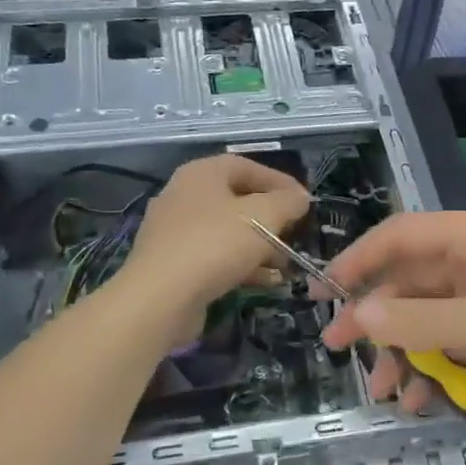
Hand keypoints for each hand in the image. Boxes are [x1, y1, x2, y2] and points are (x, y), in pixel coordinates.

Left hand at [117, 154, 310, 340]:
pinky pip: (214, 257)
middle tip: (294, 233)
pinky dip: (241, 266)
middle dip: (271, 219)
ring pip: (227, 232)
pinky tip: (266, 282)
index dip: (280, 181)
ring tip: (285, 264)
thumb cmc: (215, 244)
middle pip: (237, 200)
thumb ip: (288, 202)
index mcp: (201, 174)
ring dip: (260, 247)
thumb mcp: (264, 216)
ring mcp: (175, 232)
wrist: (160, 298)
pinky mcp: (173, 264)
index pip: (247, 166)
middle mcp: (183, 196)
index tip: (304, 202)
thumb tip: (300, 198)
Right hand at [318, 209, 465, 437]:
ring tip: (386, 394)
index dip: (359, 260)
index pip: (402, 234)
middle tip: (340, 351)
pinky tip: (422, 397)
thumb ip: (418, 321)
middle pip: (413, 280)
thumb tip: (361, 314)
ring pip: (431, 316)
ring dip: (405, 350)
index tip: (325, 293)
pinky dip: (436, 364)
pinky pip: (455, 339)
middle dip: (379, 319)